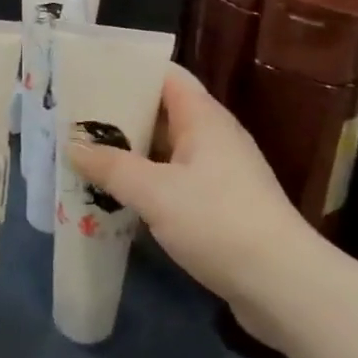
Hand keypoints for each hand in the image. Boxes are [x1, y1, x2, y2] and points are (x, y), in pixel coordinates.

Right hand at [67, 64, 312, 317]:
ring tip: (86, 156)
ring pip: (166, 150)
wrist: (285, 287)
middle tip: (76, 120)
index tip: (89, 75)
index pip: (165, 74)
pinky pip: (175, 181)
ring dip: (131, 153)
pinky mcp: (221, 206)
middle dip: (121, 116)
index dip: (128, 71)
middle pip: (162, 111)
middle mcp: (213, 136)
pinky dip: (147, 183)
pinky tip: (118, 197)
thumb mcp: (155, 192)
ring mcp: (220, 172)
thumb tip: (73, 146)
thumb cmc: (218, 222)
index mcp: (203, 117)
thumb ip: (111, 167)